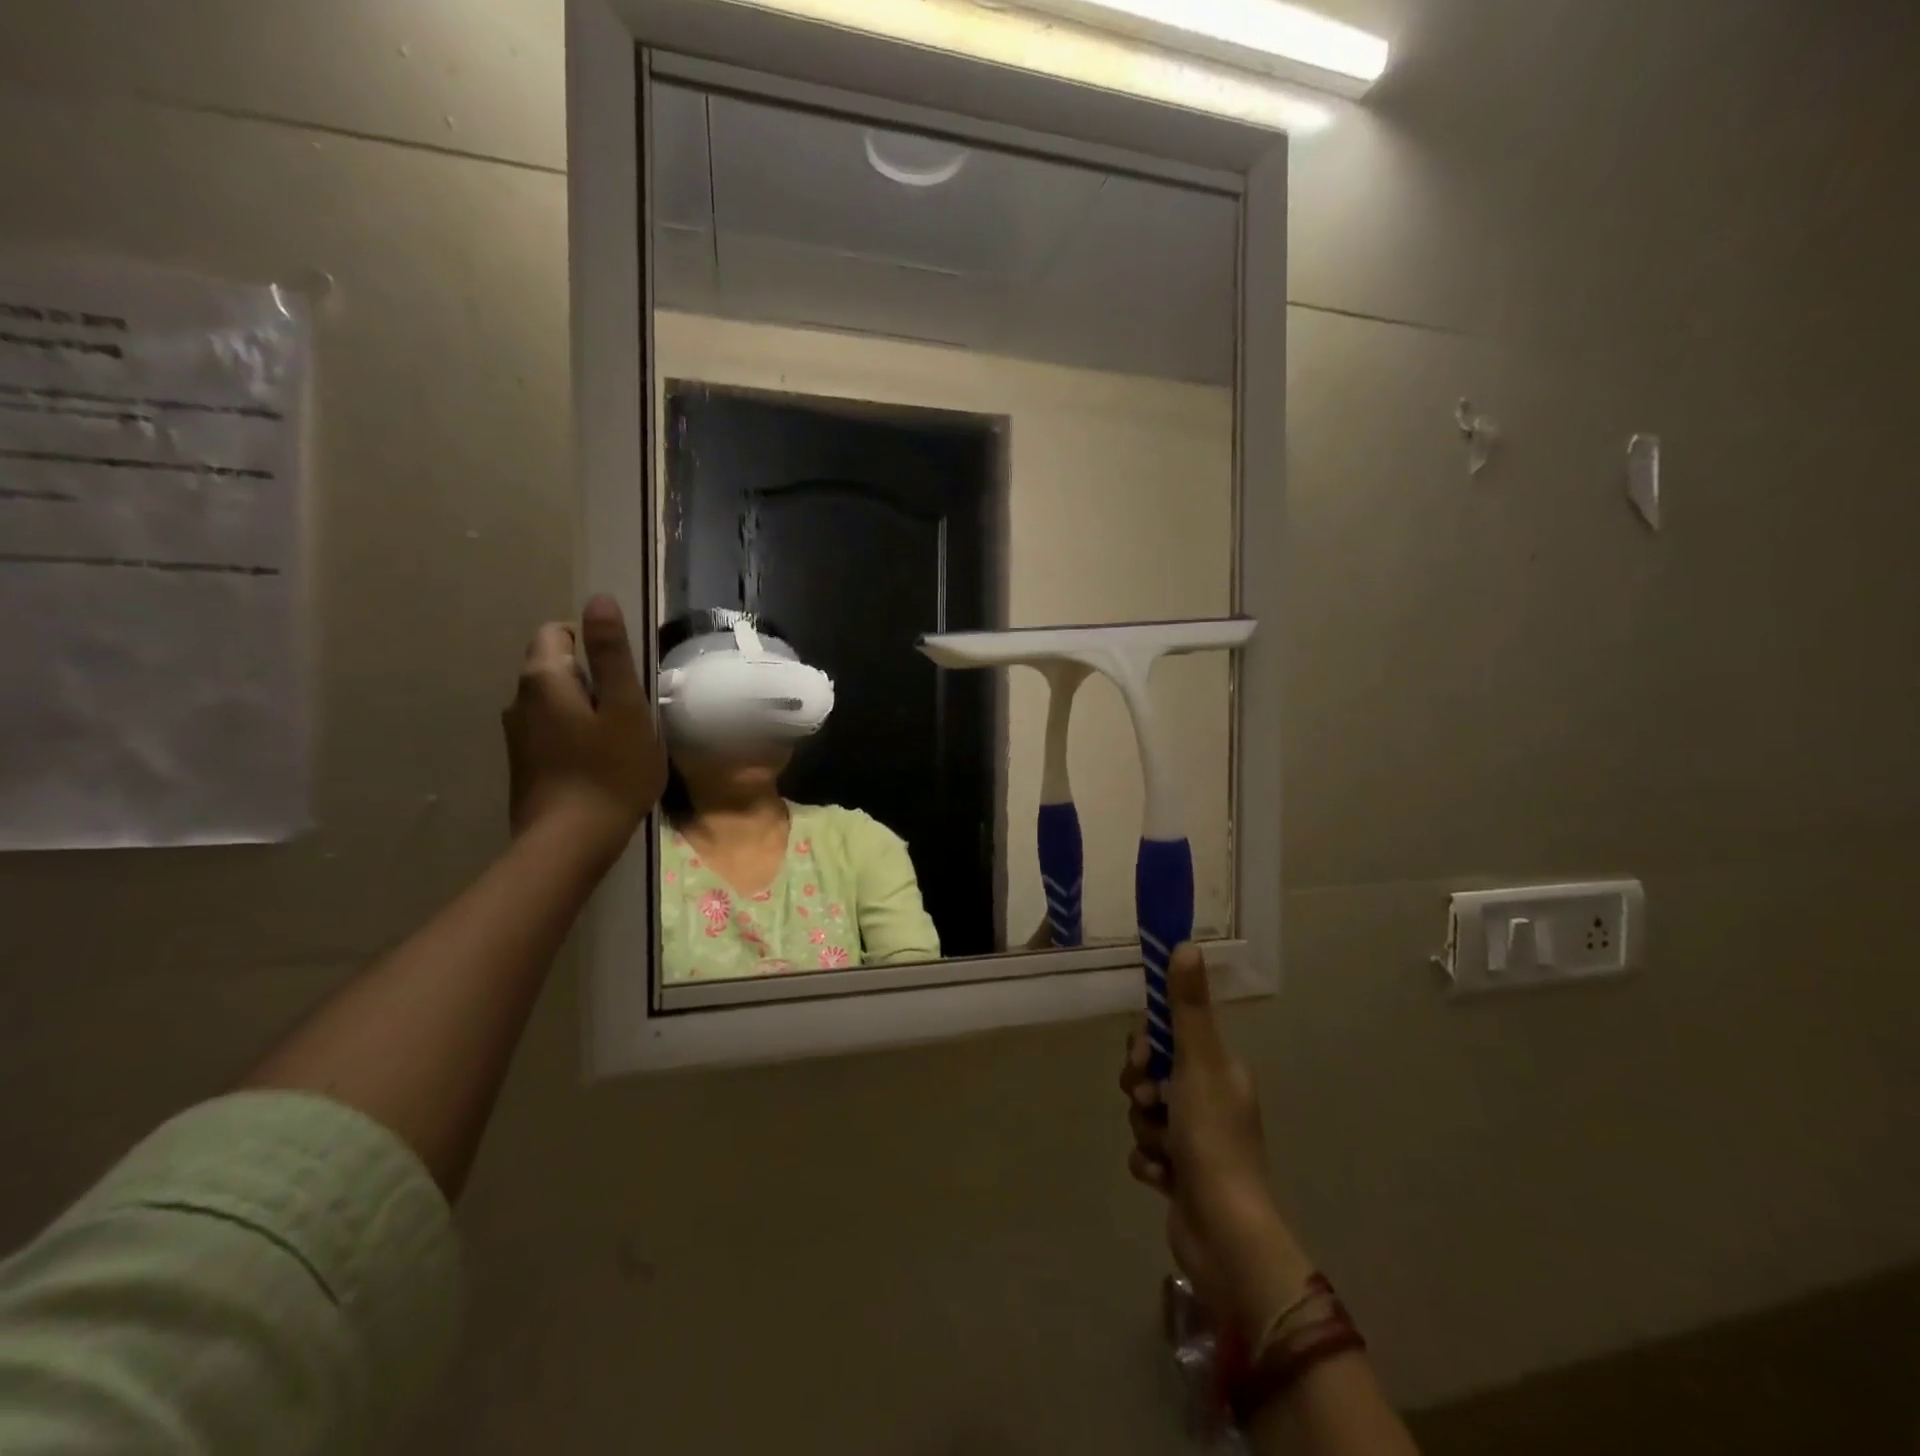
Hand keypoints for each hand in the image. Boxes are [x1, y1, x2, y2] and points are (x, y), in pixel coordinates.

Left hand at [503, 595, 666, 862]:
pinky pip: (552, 729)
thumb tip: (598, 599)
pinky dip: (575, 734)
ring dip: (586, 708)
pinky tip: (599, 763)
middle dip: (594, 678)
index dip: (595, 645)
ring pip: (556, 700)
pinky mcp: (523, 762)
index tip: (625, 678)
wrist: (570, 843)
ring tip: (619, 740)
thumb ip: (612, 653)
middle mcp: (519, 699)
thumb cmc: (609, 771)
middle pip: (557, 666)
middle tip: (630, 712)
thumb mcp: (625, 708)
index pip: (559, 632)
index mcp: (543, 678)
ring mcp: (517, 733)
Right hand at [1121, 944, 1313, 1343]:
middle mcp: (1210, 1100)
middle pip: (1151, 1075)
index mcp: (1219, 1070)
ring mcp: (1197, 1141)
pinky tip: (1162, 1178)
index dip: (1146, 1045)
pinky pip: (1147, 1153)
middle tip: (1152, 1104)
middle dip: (1142, 1091)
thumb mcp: (1198, 1063)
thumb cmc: (1212, 1138)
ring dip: (1146, 1130)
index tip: (1142, 1059)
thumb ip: (1188, 1006)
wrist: (1224, 1234)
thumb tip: (1186, 944)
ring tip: (1164, 1150)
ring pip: (1146, 1115)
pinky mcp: (1182, 1176)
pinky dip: (1149, 1163)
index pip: (1169, 1037)